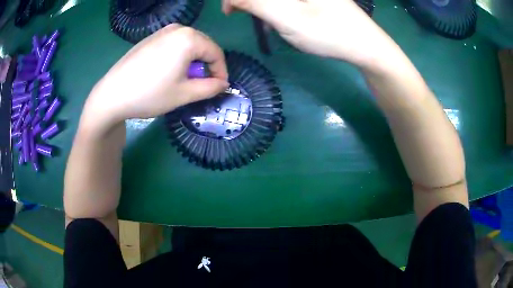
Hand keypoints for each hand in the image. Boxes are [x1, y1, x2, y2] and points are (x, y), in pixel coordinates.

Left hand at [85, 24, 228, 126]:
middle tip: (202, 84)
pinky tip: (168, 71)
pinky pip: (174, 44)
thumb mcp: (184, 94)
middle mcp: (177, 29)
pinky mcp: (150, 38)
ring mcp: (161, 31)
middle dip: (207, 65)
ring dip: (193, 61)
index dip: (221, 71)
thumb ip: (210, 88)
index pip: (216, 52)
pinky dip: (179, 56)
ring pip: (188, 44)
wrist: (112, 94)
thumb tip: (223, 84)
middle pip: (203, 45)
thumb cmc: (150, 94)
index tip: (219, 87)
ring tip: (184, 79)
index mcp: (189, 38)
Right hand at [223, 0, 390, 66]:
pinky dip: (280, 8)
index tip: (230, 12)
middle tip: (258, 20)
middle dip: (254, 4)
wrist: (367, 47)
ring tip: (275, 25)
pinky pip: (289, 1)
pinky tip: (286, 21)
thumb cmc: (329, 32)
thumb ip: (254, 2)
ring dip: (267, 7)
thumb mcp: (286, 16)